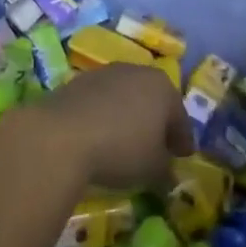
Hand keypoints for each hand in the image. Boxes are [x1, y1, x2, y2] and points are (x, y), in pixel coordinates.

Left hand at [21, 65, 192, 190]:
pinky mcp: (78, 82)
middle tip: (157, 149)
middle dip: (156, 124)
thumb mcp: (153, 168)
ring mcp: (105, 73)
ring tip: (125, 143)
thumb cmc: (121, 148)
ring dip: (129, 117)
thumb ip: (166, 170)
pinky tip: (99, 136)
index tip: (183, 157)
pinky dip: (105, 115)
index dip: (183, 140)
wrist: (62, 135)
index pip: (180, 118)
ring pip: (126, 97)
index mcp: (163, 87)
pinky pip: (101, 101)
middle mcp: (136, 72)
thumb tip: (169, 175)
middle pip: (153, 101)